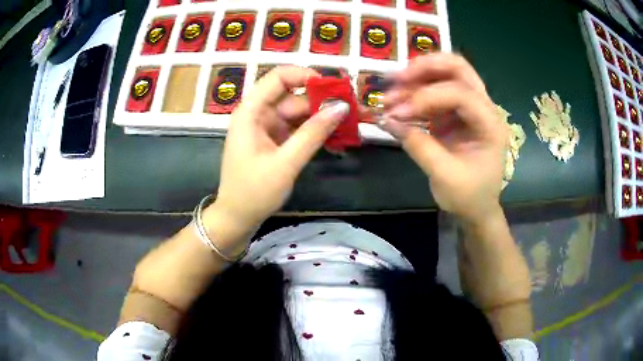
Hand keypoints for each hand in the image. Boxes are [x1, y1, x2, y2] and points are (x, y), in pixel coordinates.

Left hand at [207, 66, 349, 242]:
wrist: (237, 218)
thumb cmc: (254, 192)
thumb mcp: (286, 163)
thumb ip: (313, 133)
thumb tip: (341, 107)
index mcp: (251, 112)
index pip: (278, 78)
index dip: (306, 76)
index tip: (333, 88)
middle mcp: (258, 114)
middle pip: (293, 96)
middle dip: (321, 103)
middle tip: (352, 111)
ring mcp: (266, 127)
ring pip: (298, 113)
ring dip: (321, 120)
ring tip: (348, 127)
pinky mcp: (274, 140)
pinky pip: (297, 128)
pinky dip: (313, 133)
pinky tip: (334, 139)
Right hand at [380, 53, 507, 221]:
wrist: (476, 208)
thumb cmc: (469, 196)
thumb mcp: (445, 176)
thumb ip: (418, 145)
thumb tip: (387, 119)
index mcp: (490, 124)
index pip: (461, 94)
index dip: (427, 97)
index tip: (398, 113)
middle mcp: (484, 107)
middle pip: (458, 68)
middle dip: (425, 68)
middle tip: (396, 79)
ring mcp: (470, 107)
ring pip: (445, 74)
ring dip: (416, 78)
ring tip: (390, 92)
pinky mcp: (456, 113)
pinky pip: (435, 91)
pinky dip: (415, 93)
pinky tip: (398, 103)